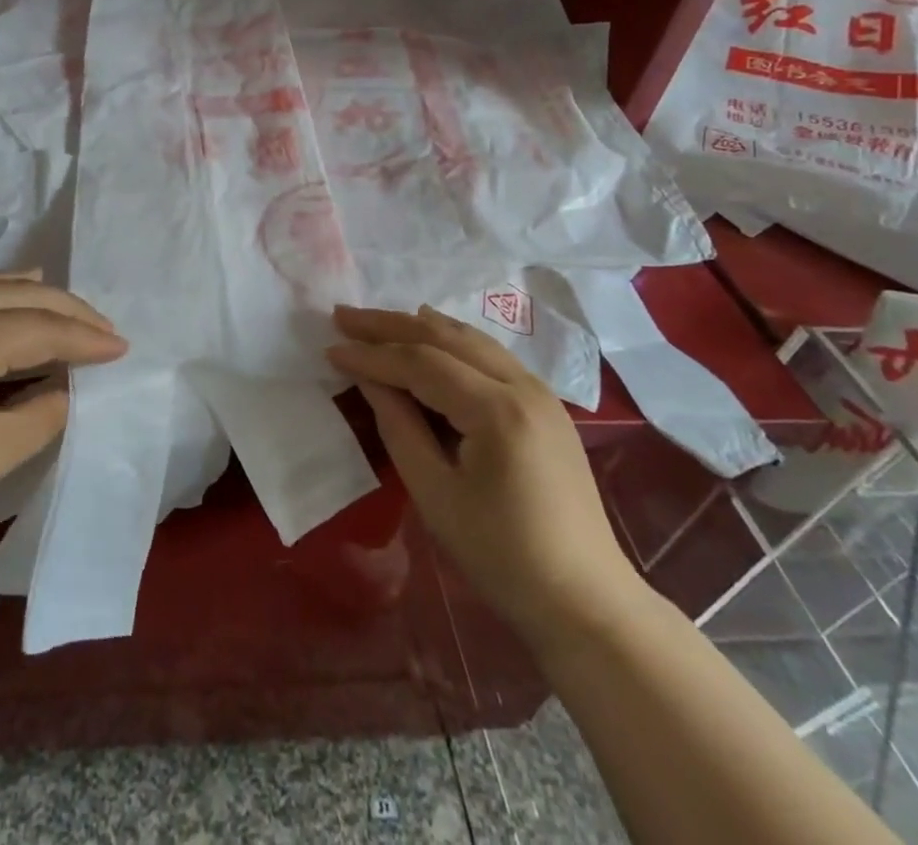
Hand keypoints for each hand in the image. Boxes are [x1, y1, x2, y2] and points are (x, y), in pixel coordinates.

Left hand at [0, 272, 126, 587]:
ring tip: (67, 309)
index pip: (41, 327)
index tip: (123, 347)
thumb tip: (66, 387)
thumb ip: (44, 411)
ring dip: (31, 297)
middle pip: (18, 294)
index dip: (86, 339)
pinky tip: (10, 307)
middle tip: (104, 329)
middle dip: (67, 310)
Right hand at [328, 304, 643, 653]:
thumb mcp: (435, 493)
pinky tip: (430, 335)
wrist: (586, 601)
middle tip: (343, 316)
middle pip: (446, 337)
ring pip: (470, 339)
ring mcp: (540, 392)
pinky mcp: (545, 405)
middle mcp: (523, 385)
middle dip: (390, 325)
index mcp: (498, 410)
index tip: (331, 348)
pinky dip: (450, 341)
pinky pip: (488, 355)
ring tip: (376, 321)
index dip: (373, 355)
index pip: (422, 363)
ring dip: (419, 326)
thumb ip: (398, 426)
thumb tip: (369, 378)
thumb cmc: (502, 556)